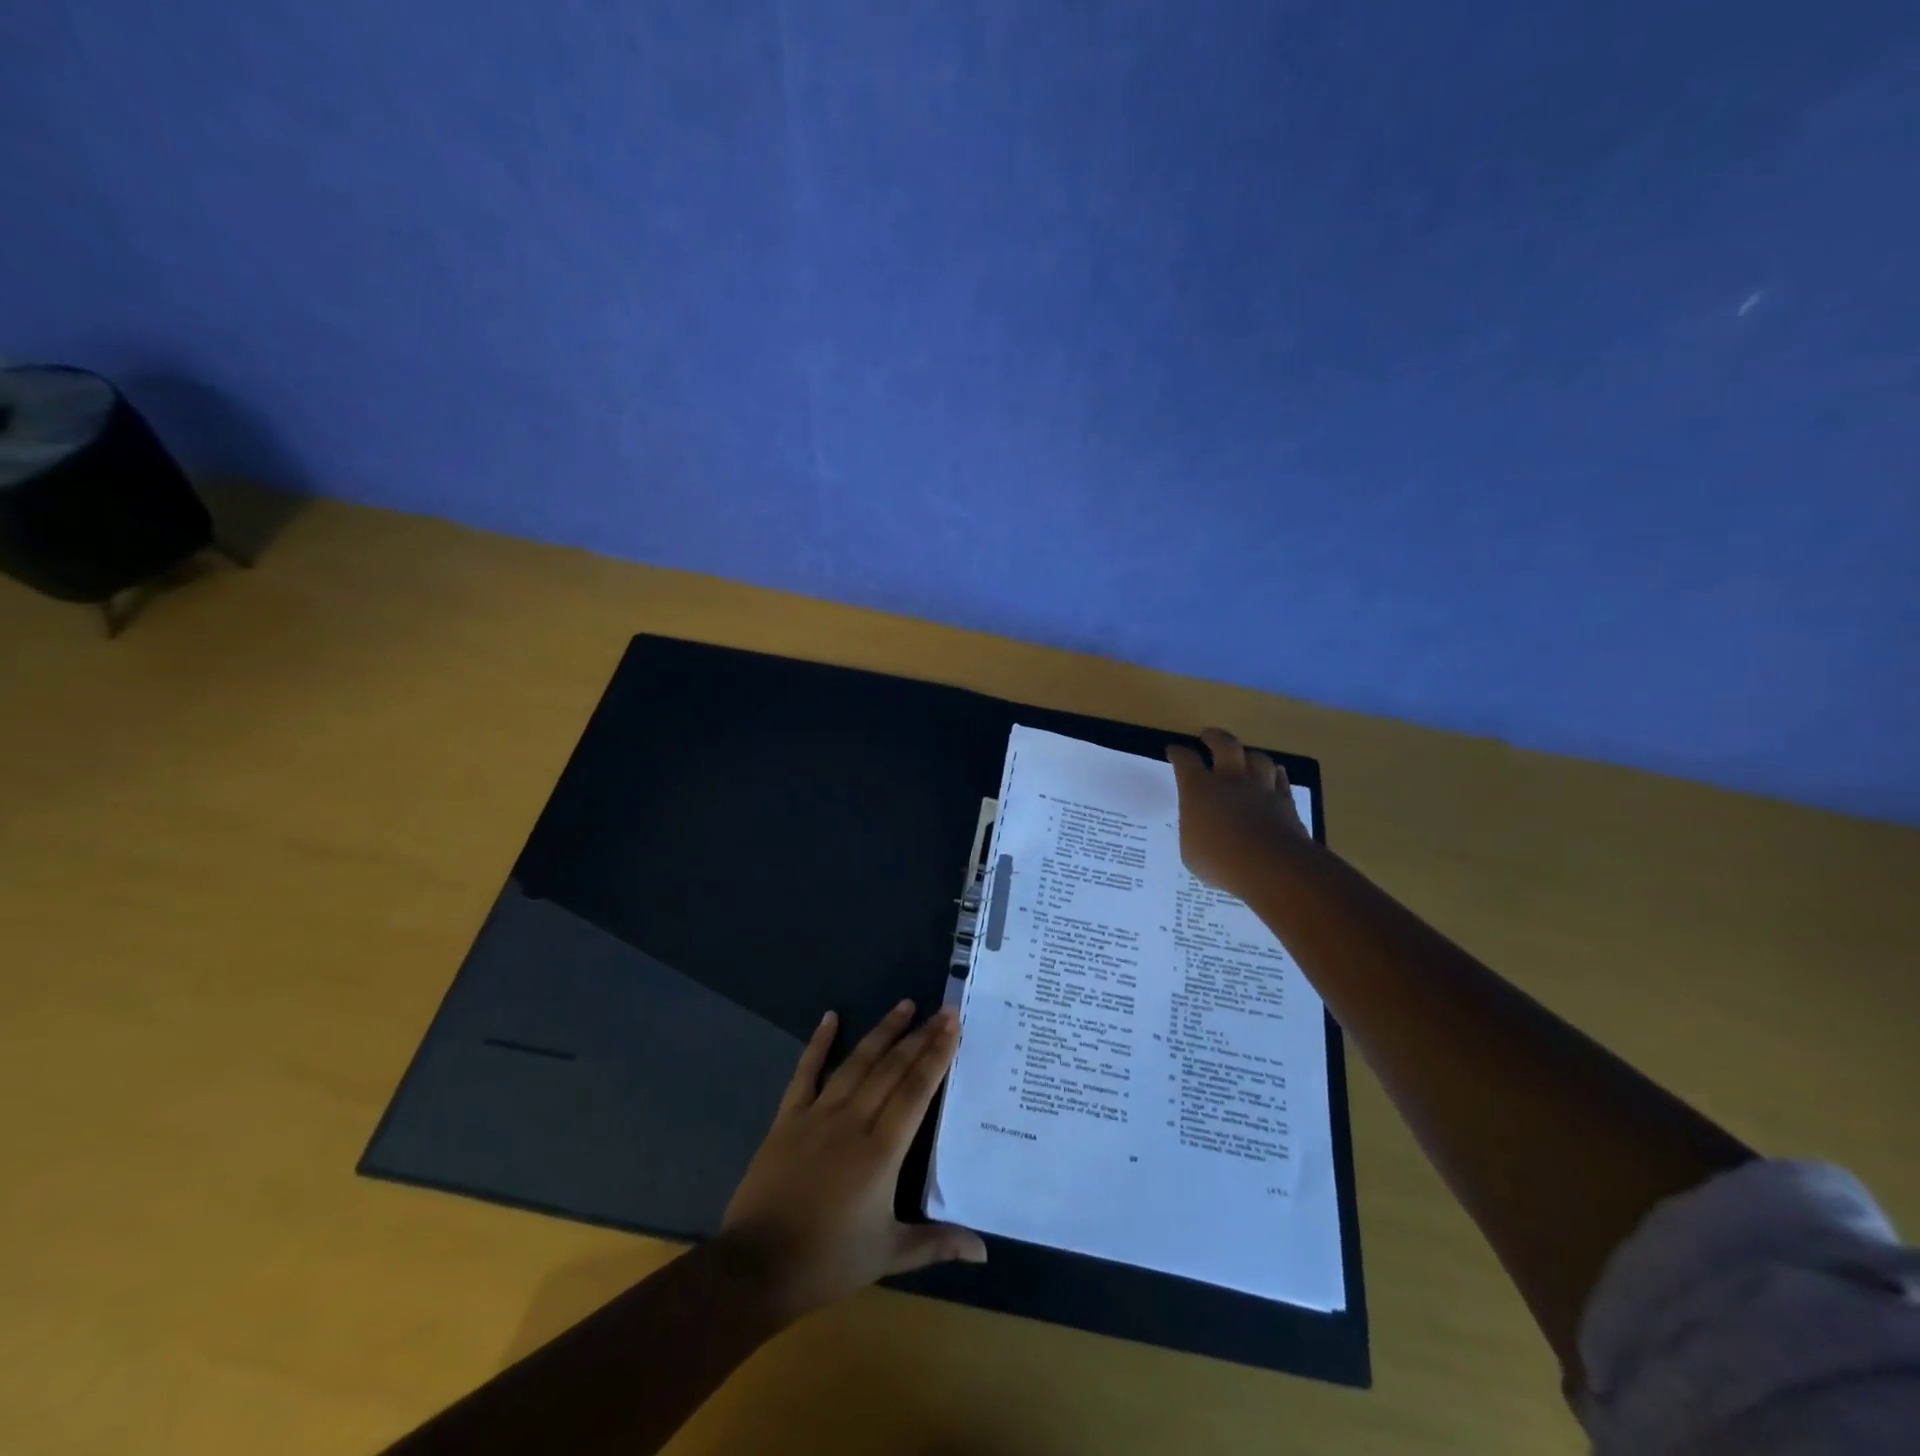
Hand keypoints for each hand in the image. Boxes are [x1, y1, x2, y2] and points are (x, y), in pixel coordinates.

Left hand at [717, 1002, 986, 1321]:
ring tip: (905, 1005)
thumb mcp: (889, 1254)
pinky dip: (818, 1043)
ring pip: (857, 1062)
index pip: (916, 1090)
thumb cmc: (828, 1261)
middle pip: (892, 1068)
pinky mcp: (788, 1117)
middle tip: (943, 1010)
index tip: (953, 1025)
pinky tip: (830, 1017)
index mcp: (882, 1150)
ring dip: (883, 1032)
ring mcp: (818, 1114)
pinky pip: (806, 1072)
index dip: (937, 1054)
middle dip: (920, 1036)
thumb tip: (984, 1252)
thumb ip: (937, 1243)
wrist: (756, 1267)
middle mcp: (853, 1121)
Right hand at [1166, 727, 1311, 900]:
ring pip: (1257, 757)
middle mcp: (1230, 780)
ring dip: (1248, 755)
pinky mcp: (1284, 800)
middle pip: (1224, 744)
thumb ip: (1193, 830)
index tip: (1174, 751)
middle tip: (1208, 736)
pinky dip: (1274, 774)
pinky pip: (1280, 778)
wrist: (1272, 867)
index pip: (1185, 760)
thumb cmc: (1220, 861)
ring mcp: (1260, 788)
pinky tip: (1273, 775)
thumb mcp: (1190, 851)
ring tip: (1244, 756)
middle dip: (1214, 737)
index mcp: (1199, 789)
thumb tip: (1198, 826)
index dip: (1178, 753)